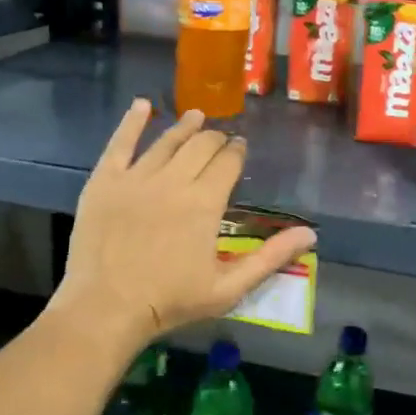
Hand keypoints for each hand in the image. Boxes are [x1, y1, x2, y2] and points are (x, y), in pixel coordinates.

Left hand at [54, 100, 317, 351]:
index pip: (228, 162)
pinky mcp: (104, 181)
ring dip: (185, 126)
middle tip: (220, 139)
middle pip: (200, 146)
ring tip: (196, 116)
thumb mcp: (229, 288)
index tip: (240, 147)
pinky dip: (132, 122)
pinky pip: (120, 142)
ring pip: (166, 140)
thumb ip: (270, 258)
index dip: (237, 151)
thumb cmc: (170, 301)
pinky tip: (142, 105)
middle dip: (215, 138)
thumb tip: (311, 233)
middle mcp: (174, 180)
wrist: (106, 308)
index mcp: (205, 202)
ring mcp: (136, 177)